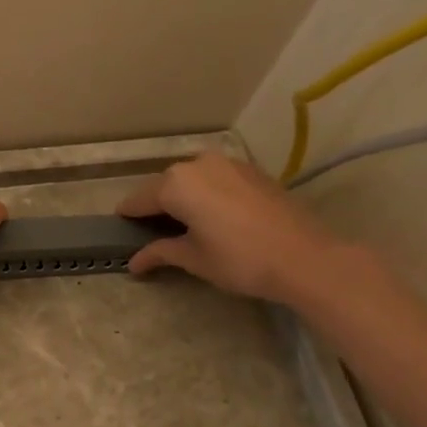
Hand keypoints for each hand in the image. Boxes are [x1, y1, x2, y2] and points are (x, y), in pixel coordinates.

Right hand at [115, 153, 346, 302]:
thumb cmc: (239, 259)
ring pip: (191, 179)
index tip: (120, 232)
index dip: (128, 217)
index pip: (138, 200)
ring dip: (182, 198)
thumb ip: (160, 252)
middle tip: (153, 233)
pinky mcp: (251, 171)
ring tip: (184, 224)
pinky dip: (206, 194)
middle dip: (156, 206)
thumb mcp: (193, 259)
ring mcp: (227, 163)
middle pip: (164, 185)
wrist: (306, 257)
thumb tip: (134, 262)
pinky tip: (213, 216)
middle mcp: (197, 164)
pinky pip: (215, 179)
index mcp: (175, 184)